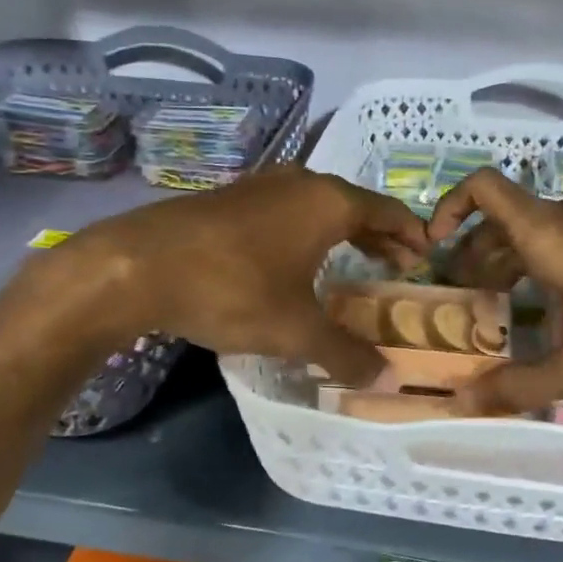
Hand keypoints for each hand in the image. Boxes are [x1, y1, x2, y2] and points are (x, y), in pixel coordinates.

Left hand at [59, 166, 430, 382]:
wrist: (136, 266)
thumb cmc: (232, 289)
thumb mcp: (296, 330)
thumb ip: (346, 353)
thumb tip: (386, 379)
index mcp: (328, 202)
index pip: (388, 212)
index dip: (411, 235)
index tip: (427, 256)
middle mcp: (299, 182)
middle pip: (354, 206)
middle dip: (378, 236)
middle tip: (396, 265)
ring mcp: (259, 187)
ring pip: (316, 206)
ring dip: (340, 233)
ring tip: (352, 262)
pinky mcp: (227, 199)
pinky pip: (284, 211)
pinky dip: (304, 232)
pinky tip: (293, 260)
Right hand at [425, 169, 562, 421]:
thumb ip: (518, 386)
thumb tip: (461, 405)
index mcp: (554, 235)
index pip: (485, 188)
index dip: (449, 206)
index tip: (436, 246)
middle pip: (509, 218)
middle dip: (479, 252)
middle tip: (467, 297)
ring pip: (546, 230)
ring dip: (516, 259)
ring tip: (507, 304)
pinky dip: (553, 262)